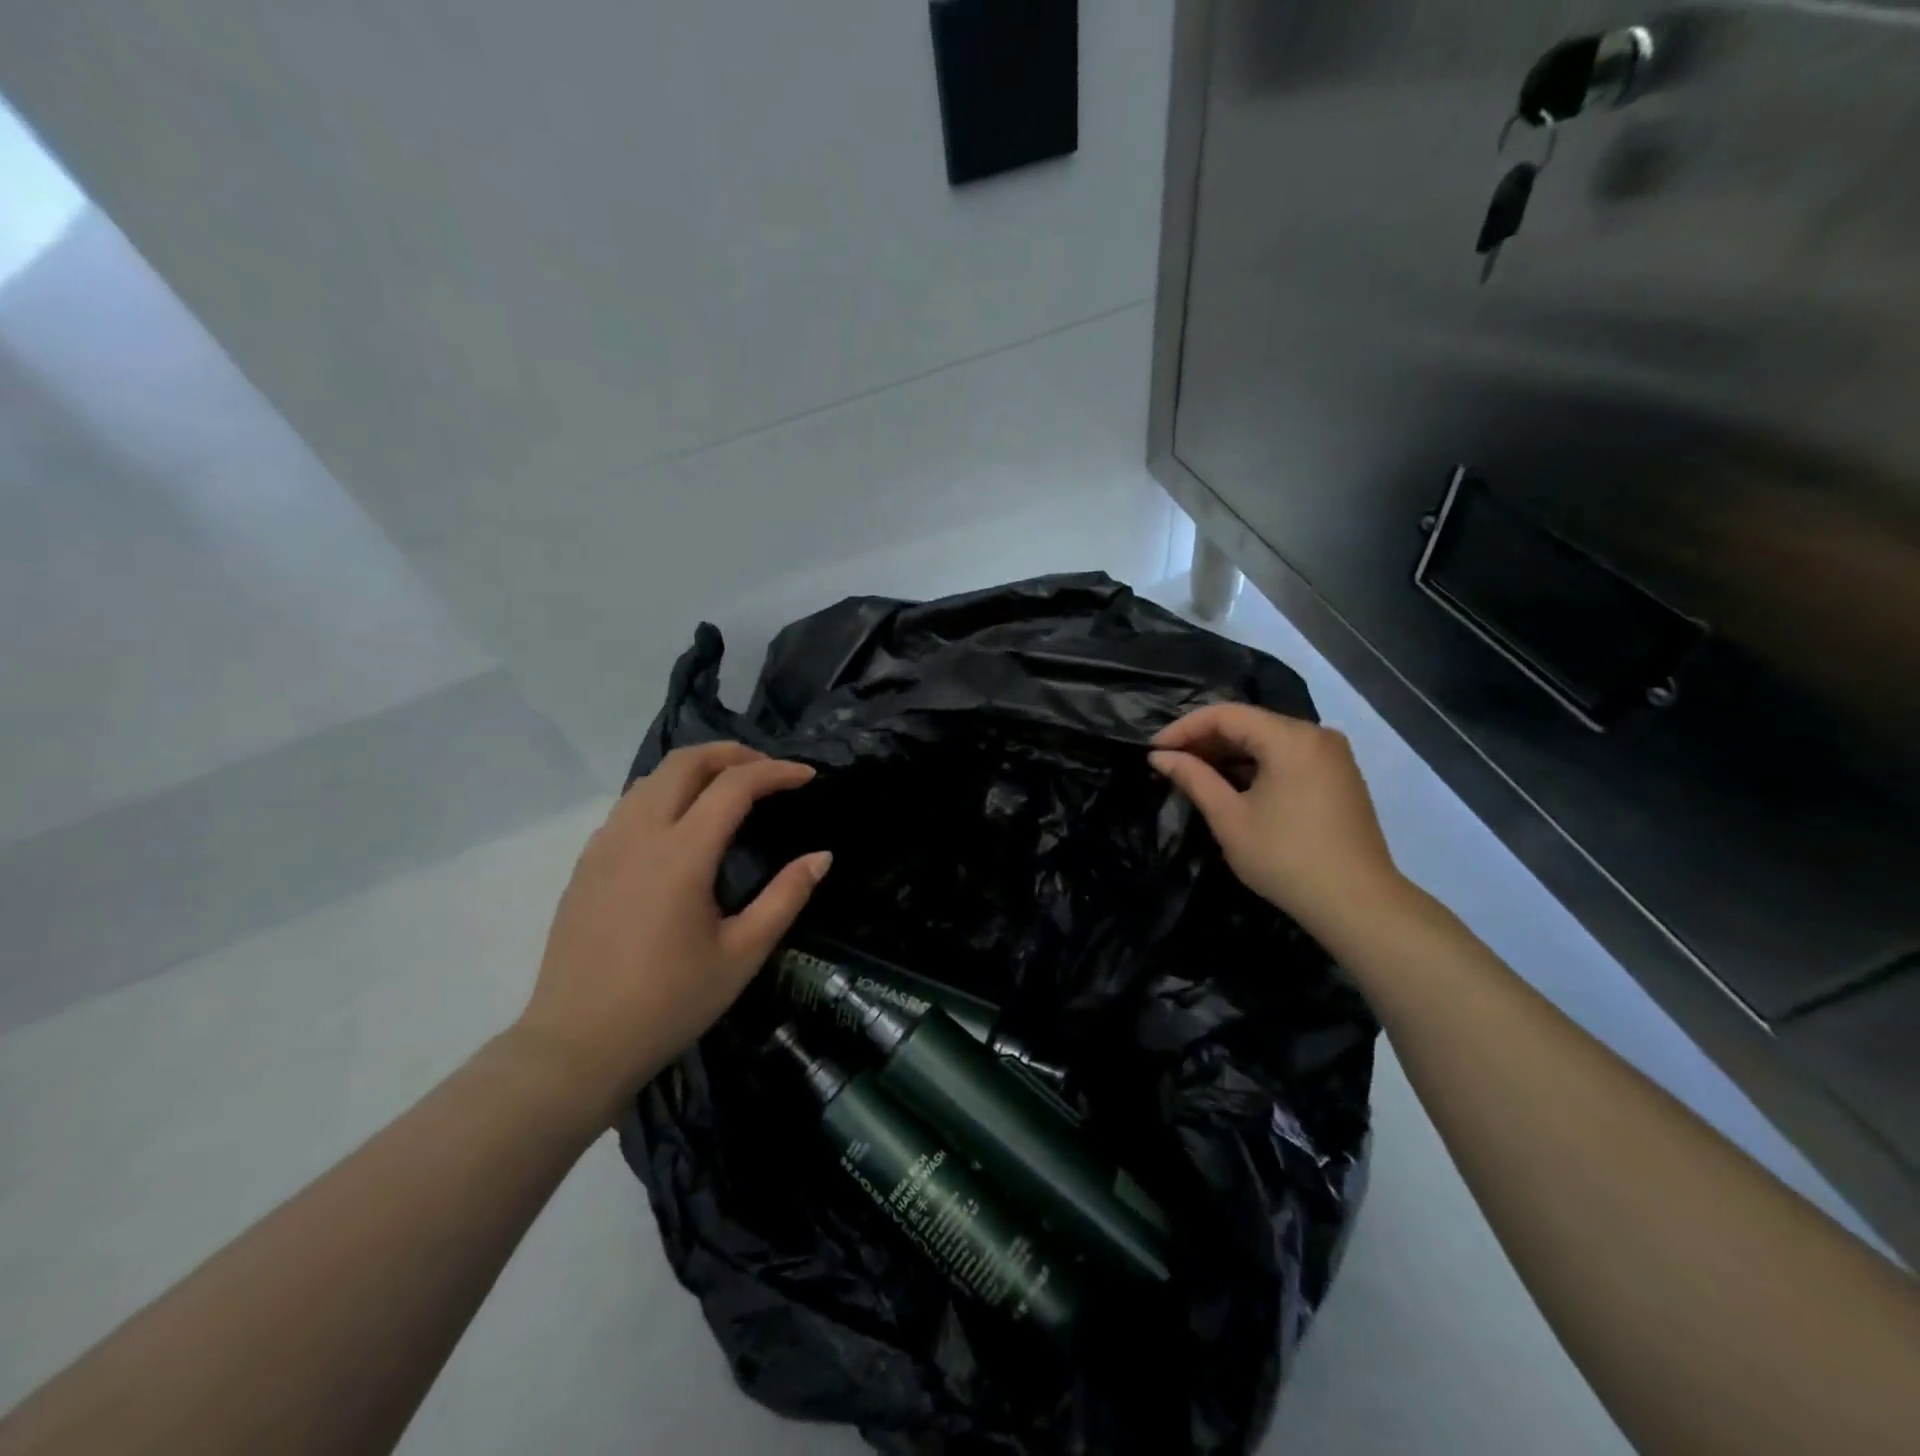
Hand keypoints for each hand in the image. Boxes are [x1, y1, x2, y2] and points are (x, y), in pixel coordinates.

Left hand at [515, 742, 830, 1116]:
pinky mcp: (586, 863)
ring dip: (696, 769)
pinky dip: (665, 792)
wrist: (577, 1045)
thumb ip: (786, 897)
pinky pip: (629, 804)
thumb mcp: (742, 954)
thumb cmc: (670, 1003)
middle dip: (733, 753)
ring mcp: (605, 845)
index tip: (808, 777)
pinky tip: (682, 824)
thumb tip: (822, 856)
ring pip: (652, 778)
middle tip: (768, 772)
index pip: (734, 785)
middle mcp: (639, 834)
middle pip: (686, 762)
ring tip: (729, 789)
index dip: (776, 772)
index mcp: (682, 854)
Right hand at [1149, 703, 1404, 939]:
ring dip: (1230, 753)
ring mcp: (1332, 755)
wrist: (1357, 903)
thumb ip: (1193, 778)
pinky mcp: (1339, 776)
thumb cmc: (1285, 858)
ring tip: (1195, 774)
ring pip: (1268, 740)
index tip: (1154, 750)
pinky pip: (1288, 756)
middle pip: (1250, 723)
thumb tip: (1159, 756)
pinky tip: (1233, 785)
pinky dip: (1257, 765)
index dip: (1184, 728)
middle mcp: (1316, 735)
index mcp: (1290, 738)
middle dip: (1206, 740)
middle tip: (1170, 763)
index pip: (1226, 715)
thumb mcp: (1230, 818)